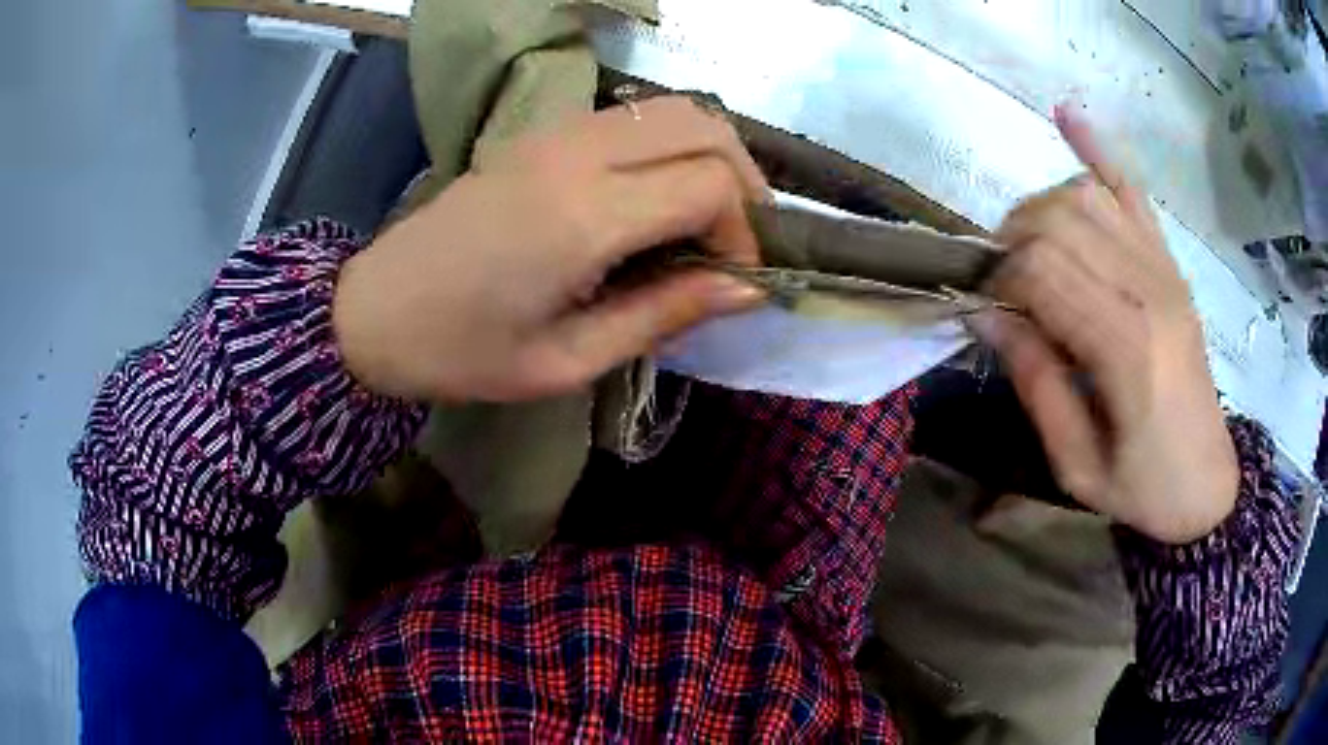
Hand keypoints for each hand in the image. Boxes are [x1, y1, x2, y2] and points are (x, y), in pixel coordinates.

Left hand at [333, 97, 768, 402]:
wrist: (374, 310)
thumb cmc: (463, 352)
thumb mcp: (567, 360)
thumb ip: (663, 314)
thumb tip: (747, 289)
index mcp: (583, 216)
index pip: (710, 184)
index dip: (744, 232)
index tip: (733, 280)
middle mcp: (577, 154)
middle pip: (706, 127)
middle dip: (743, 182)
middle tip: (735, 243)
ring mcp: (557, 132)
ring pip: (675, 109)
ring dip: (711, 156)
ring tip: (707, 220)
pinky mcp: (542, 131)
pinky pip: (635, 116)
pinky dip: (671, 145)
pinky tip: (658, 195)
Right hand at [972, 105, 1237, 544]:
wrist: (1206, 485)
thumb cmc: (1141, 488)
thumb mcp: (1076, 466)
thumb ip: (1035, 384)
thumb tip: (985, 314)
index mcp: (1126, 348)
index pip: (1041, 270)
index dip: (998, 280)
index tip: (983, 308)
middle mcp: (1148, 290)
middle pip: (1058, 221)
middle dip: (1011, 241)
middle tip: (999, 283)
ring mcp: (1164, 269)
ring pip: (1085, 196)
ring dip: (1040, 208)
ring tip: (1027, 245)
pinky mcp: (1171, 264)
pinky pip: (1132, 190)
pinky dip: (1098, 149)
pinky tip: (1066, 114)